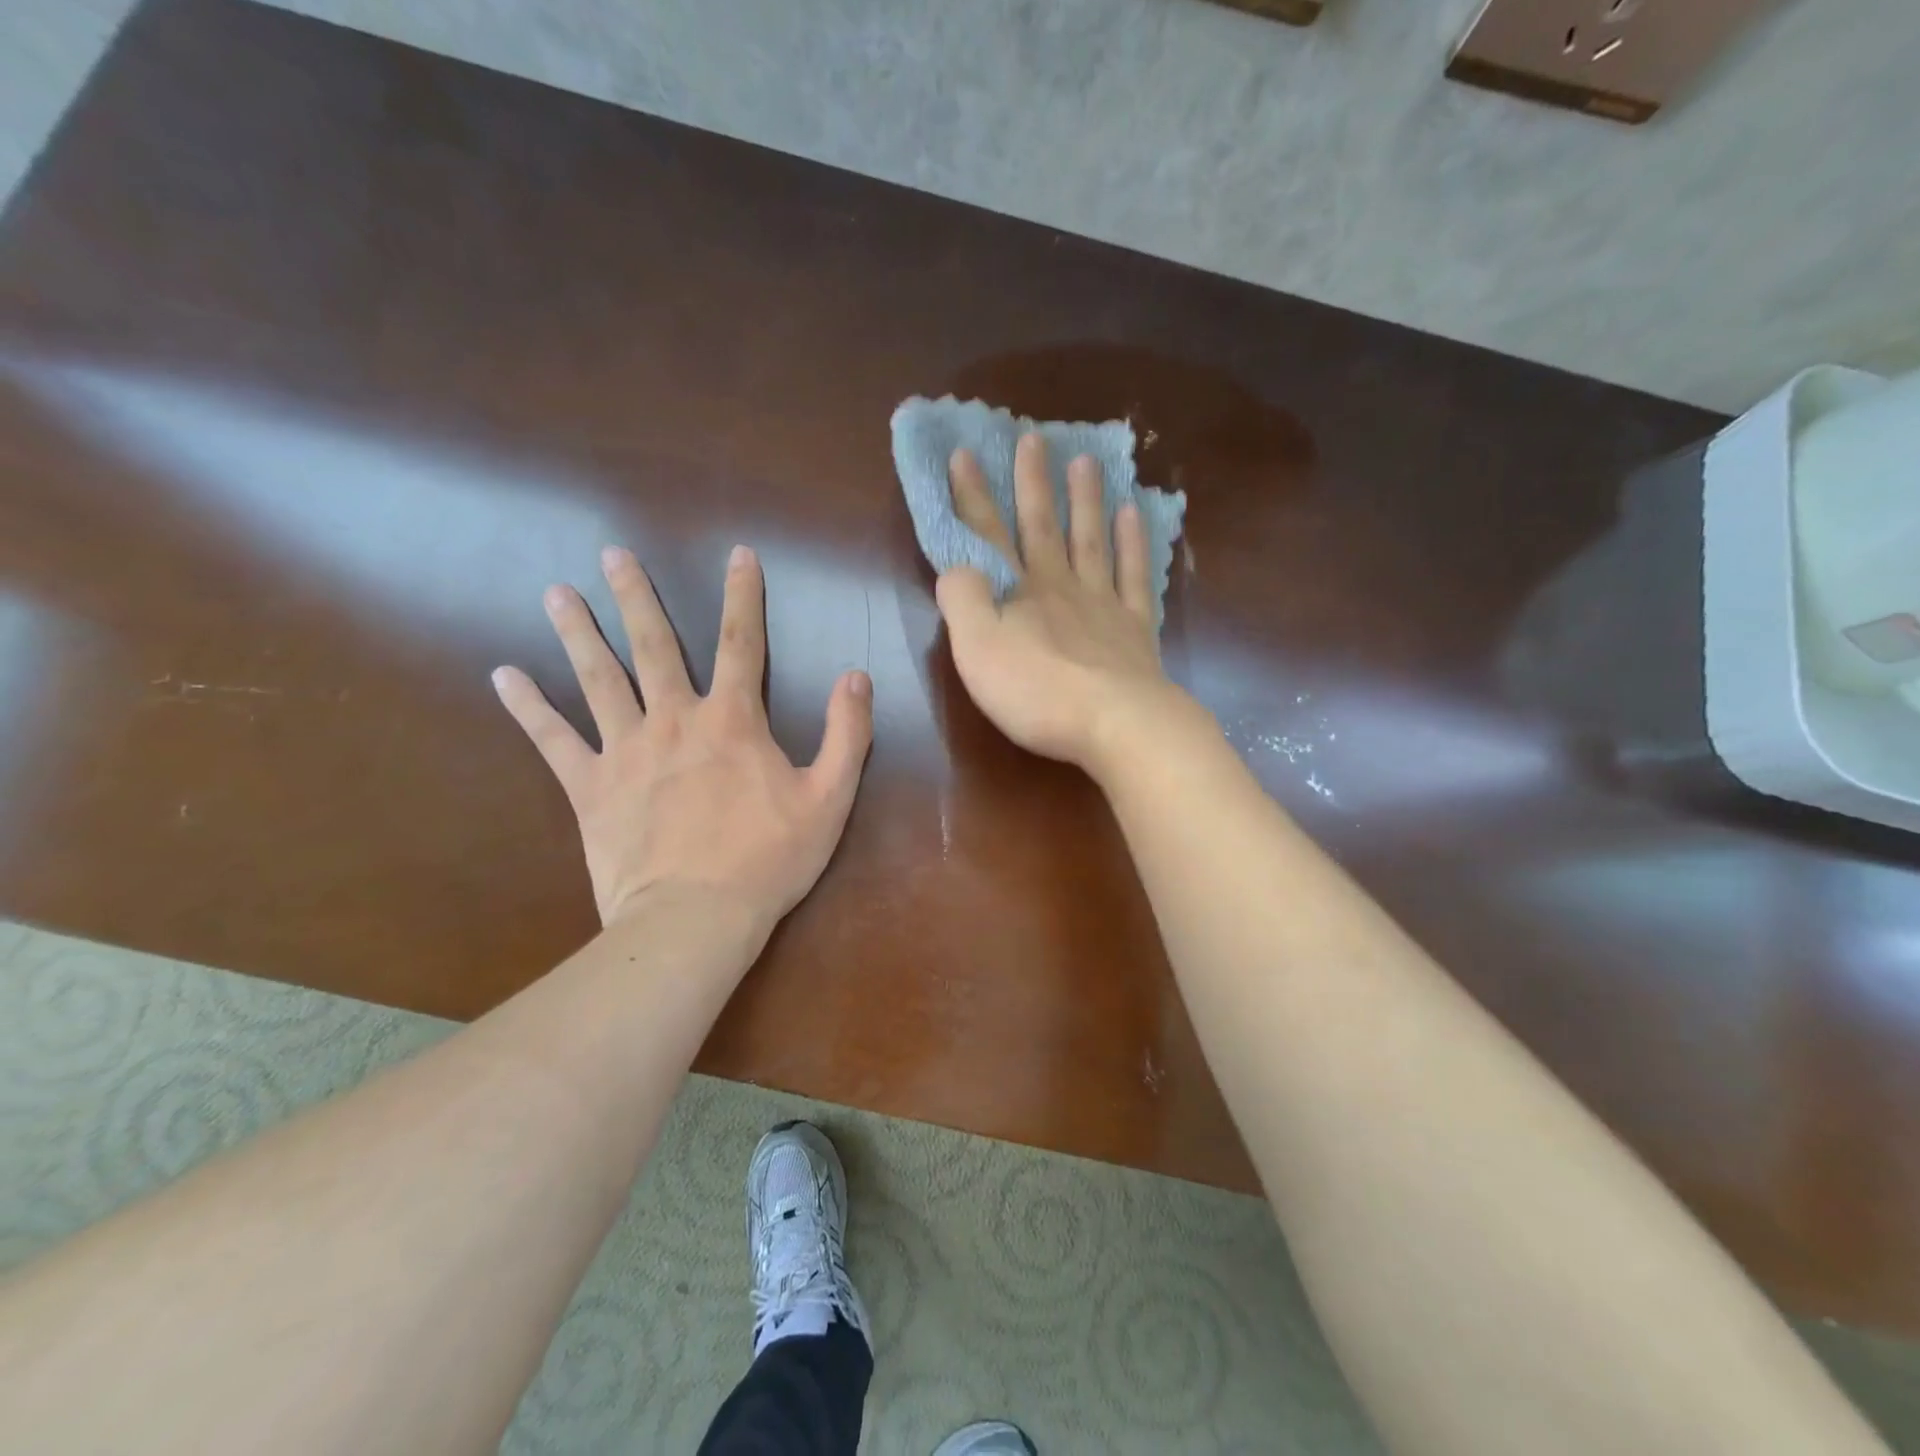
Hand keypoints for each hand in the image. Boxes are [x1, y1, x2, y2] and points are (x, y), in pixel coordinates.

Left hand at [492, 545, 872, 931]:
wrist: (696, 918)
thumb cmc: (769, 859)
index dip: (744, 595)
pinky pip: (554, 741)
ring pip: (598, 680)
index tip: (739, 554)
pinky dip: (528, 708)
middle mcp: (674, 721)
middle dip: (637, 597)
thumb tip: (856, 676)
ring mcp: (626, 752)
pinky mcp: (590, 788)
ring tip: (556, 593)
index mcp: (732, 721)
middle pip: (654, 647)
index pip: (741, 642)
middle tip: (613, 554)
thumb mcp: (829, 798)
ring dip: (578, 633)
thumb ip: (847, 734)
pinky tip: (503, 676)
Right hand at [935, 432, 1178, 774]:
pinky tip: (1134, 514)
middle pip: (1042, 527)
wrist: (1117, 724)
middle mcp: (1060, 586)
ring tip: (1085, 462)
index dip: (972, 496)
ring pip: (1091, 540)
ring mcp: (1103, 603)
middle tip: (1033, 439)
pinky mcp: (1136, 628)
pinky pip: (1135, 574)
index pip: (987, 535)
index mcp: (1018, 592)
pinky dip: (1133, 542)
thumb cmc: (1037, 692)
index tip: (964, 453)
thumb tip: (957, 564)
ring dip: (1084, 500)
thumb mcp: (977, 650)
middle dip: (1032, 483)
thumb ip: (961, 600)